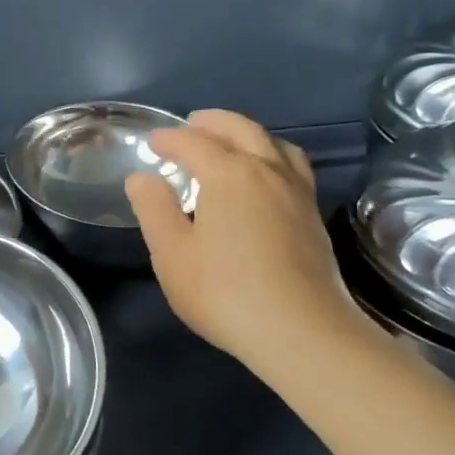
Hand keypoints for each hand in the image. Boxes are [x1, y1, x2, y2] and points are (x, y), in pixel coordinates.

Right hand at [125, 110, 367, 368]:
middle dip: (211, 122)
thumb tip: (142, 178)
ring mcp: (295, 190)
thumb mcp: (172, 254)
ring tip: (229, 144)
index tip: (152, 143)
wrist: (302, 332)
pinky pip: (291, 164)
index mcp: (228, 173)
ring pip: (272, 142)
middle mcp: (266, 169)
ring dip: (246, 133)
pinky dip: (270, 154)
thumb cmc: (226, 292)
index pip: (193, 142)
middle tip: (190, 126)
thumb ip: (154, 209)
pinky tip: (263, 178)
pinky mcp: (312, 213)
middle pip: (239, 128)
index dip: (169, 139)